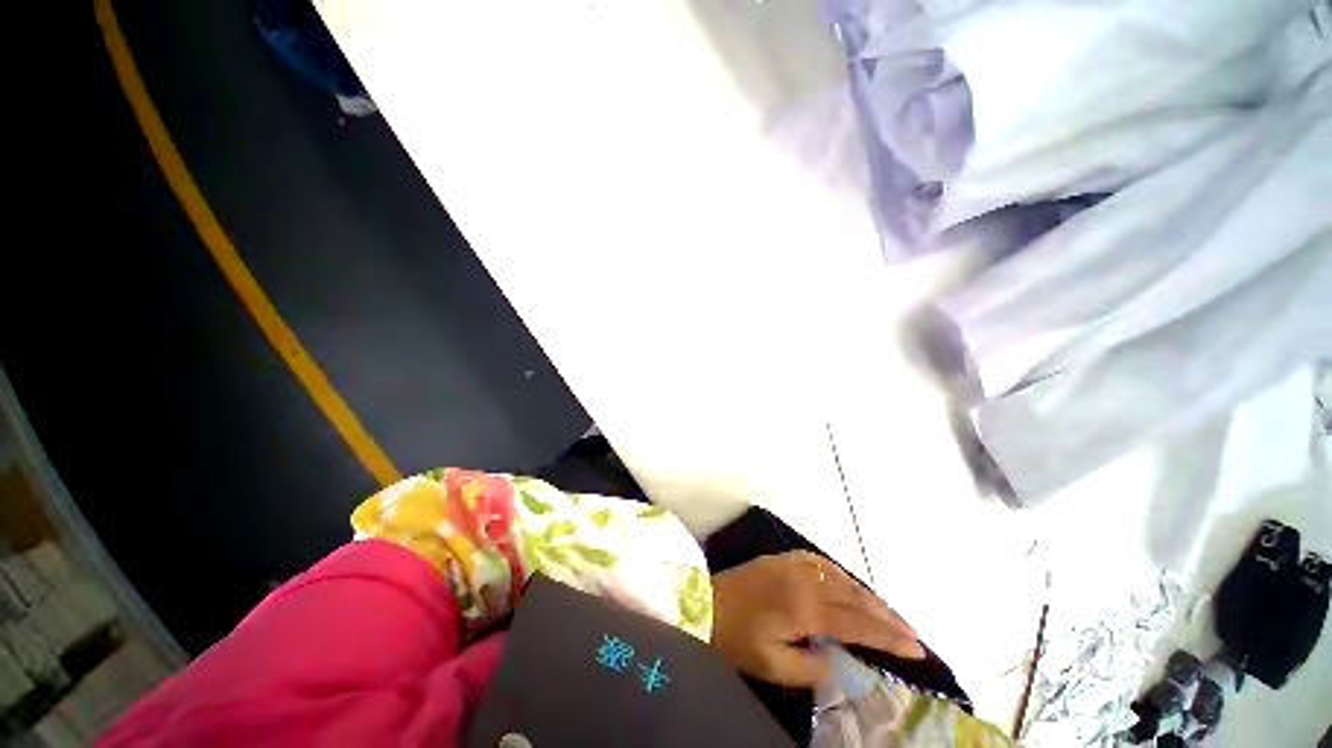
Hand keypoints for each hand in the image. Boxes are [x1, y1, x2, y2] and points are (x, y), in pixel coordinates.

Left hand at [710, 551, 923, 686]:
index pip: (857, 624)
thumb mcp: (773, 665)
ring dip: (868, 595)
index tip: (916, 648)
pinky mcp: (784, 558)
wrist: (705, 601)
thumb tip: (840, 663)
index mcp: (804, 607)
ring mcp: (793, 564)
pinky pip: (823, 563)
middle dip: (886, 615)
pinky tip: (849, 585)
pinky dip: (843, 576)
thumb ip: (812, 667)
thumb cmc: (736, 637)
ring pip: (841, 576)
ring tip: (889, 613)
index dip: (888, 637)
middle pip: (855, 596)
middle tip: (912, 633)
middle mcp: (804, 580)